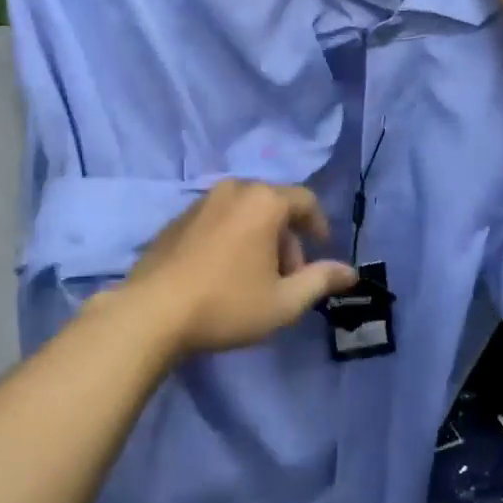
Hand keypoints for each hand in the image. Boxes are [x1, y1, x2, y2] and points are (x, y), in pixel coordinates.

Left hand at [116, 181, 358, 357]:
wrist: (152, 312)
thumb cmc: (227, 304)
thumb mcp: (283, 301)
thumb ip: (320, 280)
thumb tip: (351, 272)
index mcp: (263, 201)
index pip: (305, 200)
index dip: (319, 225)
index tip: (321, 252)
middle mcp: (233, 190)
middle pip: (274, 206)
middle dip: (287, 239)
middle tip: (287, 278)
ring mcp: (201, 201)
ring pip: (245, 212)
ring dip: (259, 238)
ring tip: (255, 279)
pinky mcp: (177, 218)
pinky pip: (218, 219)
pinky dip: (231, 237)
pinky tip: (223, 273)